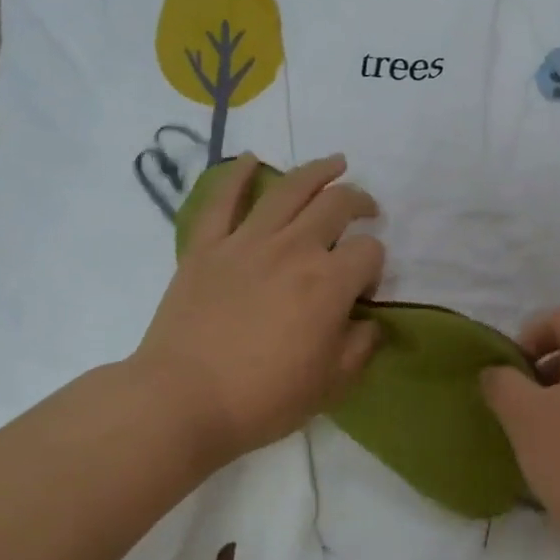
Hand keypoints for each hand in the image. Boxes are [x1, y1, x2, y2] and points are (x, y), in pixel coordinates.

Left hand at [129, 154, 384, 476]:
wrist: (184, 400)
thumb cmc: (264, 398)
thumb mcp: (332, 384)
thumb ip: (360, 347)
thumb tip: (368, 322)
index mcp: (329, 282)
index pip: (369, 251)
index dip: (375, 265)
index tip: (364, 289)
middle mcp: (294, 249)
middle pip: (336, 205)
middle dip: (360, 201)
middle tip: (366, 209)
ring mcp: (246, 242)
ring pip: (288, 190)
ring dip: (317, 171)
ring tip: (335, 162)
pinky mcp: (206, 247)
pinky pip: (222, 201)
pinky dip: (236, 175)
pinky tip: (250, 159)